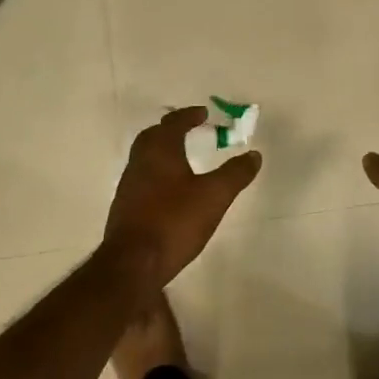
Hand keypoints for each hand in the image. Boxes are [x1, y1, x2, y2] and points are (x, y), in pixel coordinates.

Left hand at [103, 106, 262, 288]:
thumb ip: (235, 174)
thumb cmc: (174, 221)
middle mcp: (140, 163)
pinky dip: (155, 174)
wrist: (132, 265)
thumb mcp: (214, 196)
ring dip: (161, 152)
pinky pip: (141, 179)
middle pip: (152, 137)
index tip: (203, 113)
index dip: (189, 116)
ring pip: (144, 158)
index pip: (173, 123)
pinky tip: (168, 191)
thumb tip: (254, 154)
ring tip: (181, 159)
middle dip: (170, 130)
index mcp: (160, 151)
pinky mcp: (124, 209)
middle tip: (188, 130)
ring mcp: (128, 186)